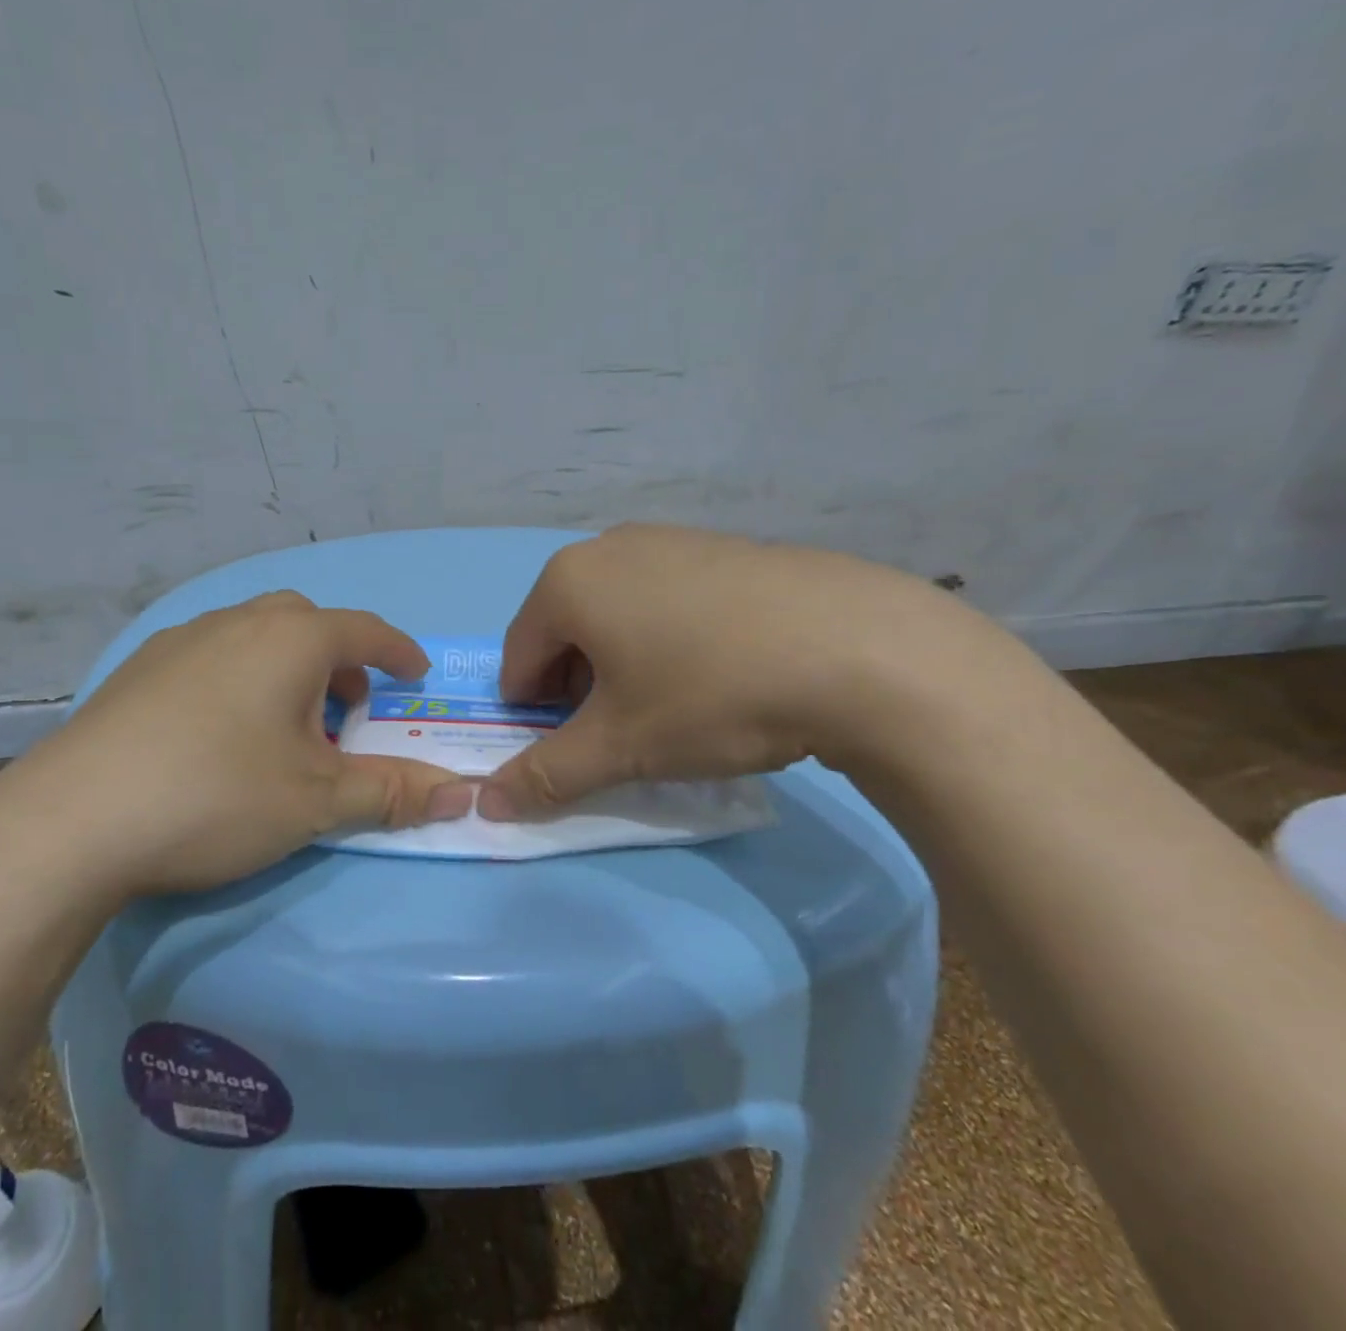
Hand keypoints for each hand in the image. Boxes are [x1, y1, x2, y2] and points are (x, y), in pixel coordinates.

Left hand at [5, 591, 473, 895]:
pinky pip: (211, 655)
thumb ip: (393, 792)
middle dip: (339, 660)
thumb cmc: (218, 795)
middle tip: (347, 709)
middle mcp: (237, 622)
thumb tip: (463, 794)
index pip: (364, 631)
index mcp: (290, 639)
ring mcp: (181, 640)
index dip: (397, 652)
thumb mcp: (318, 800)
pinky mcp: (139, 668)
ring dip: (286, 668)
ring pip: (254, 635)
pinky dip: (239, 677)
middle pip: (307, 623)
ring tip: (284, 725)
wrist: (75, 819)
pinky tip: (219, 731)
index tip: (415, 675)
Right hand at [478, 524, 1019, 819]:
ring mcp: (670, 539)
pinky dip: (669, 638)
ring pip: (617, 614)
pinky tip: (720, 671)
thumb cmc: (711, 695)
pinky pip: (666, 598)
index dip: (535, 714)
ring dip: (623, 664)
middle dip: (579, 688)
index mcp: (566, 582)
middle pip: (565, 632)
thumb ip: (546, 775)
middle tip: (626, 732)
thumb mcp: (621, 746)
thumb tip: (483, 805)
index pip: (518, 658)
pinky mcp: (722, 547)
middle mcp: (608, 546)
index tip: (577, 749)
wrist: (862, 649)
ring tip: (675, 705)